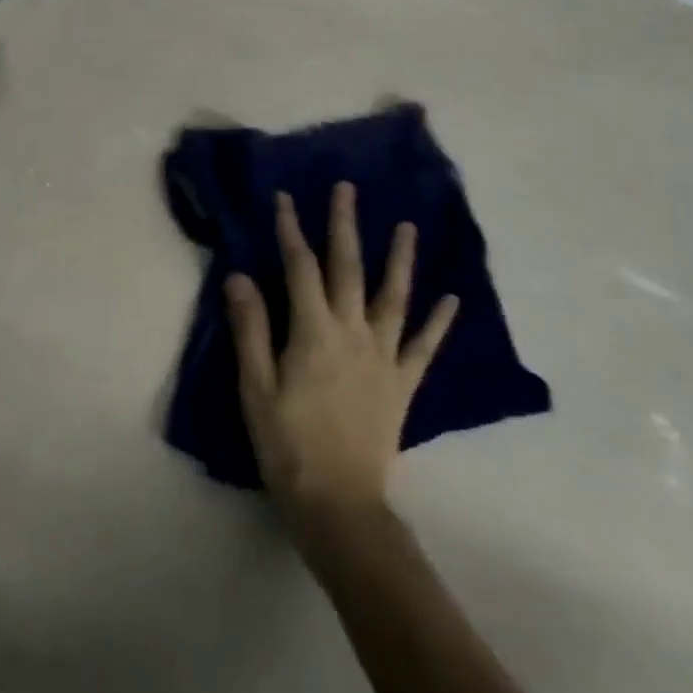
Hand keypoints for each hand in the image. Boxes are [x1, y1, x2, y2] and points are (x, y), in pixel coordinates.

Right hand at [227, 183, 457, 536]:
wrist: (338, 503)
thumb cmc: (286, 444)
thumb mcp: (255, 386)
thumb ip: (251, 328)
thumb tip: (240, 276)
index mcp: (313, 331)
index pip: (300, 267)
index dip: (290, 230)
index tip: (284, 198)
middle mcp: (353, 333)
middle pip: (349, 268)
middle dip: (344, 225)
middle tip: (347, 189)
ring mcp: (384, 357)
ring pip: (394, 297)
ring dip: (399, 259)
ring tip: (407, 226)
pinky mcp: (403, 383)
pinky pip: (424, 346)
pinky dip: (439, 322)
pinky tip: (452, 299)